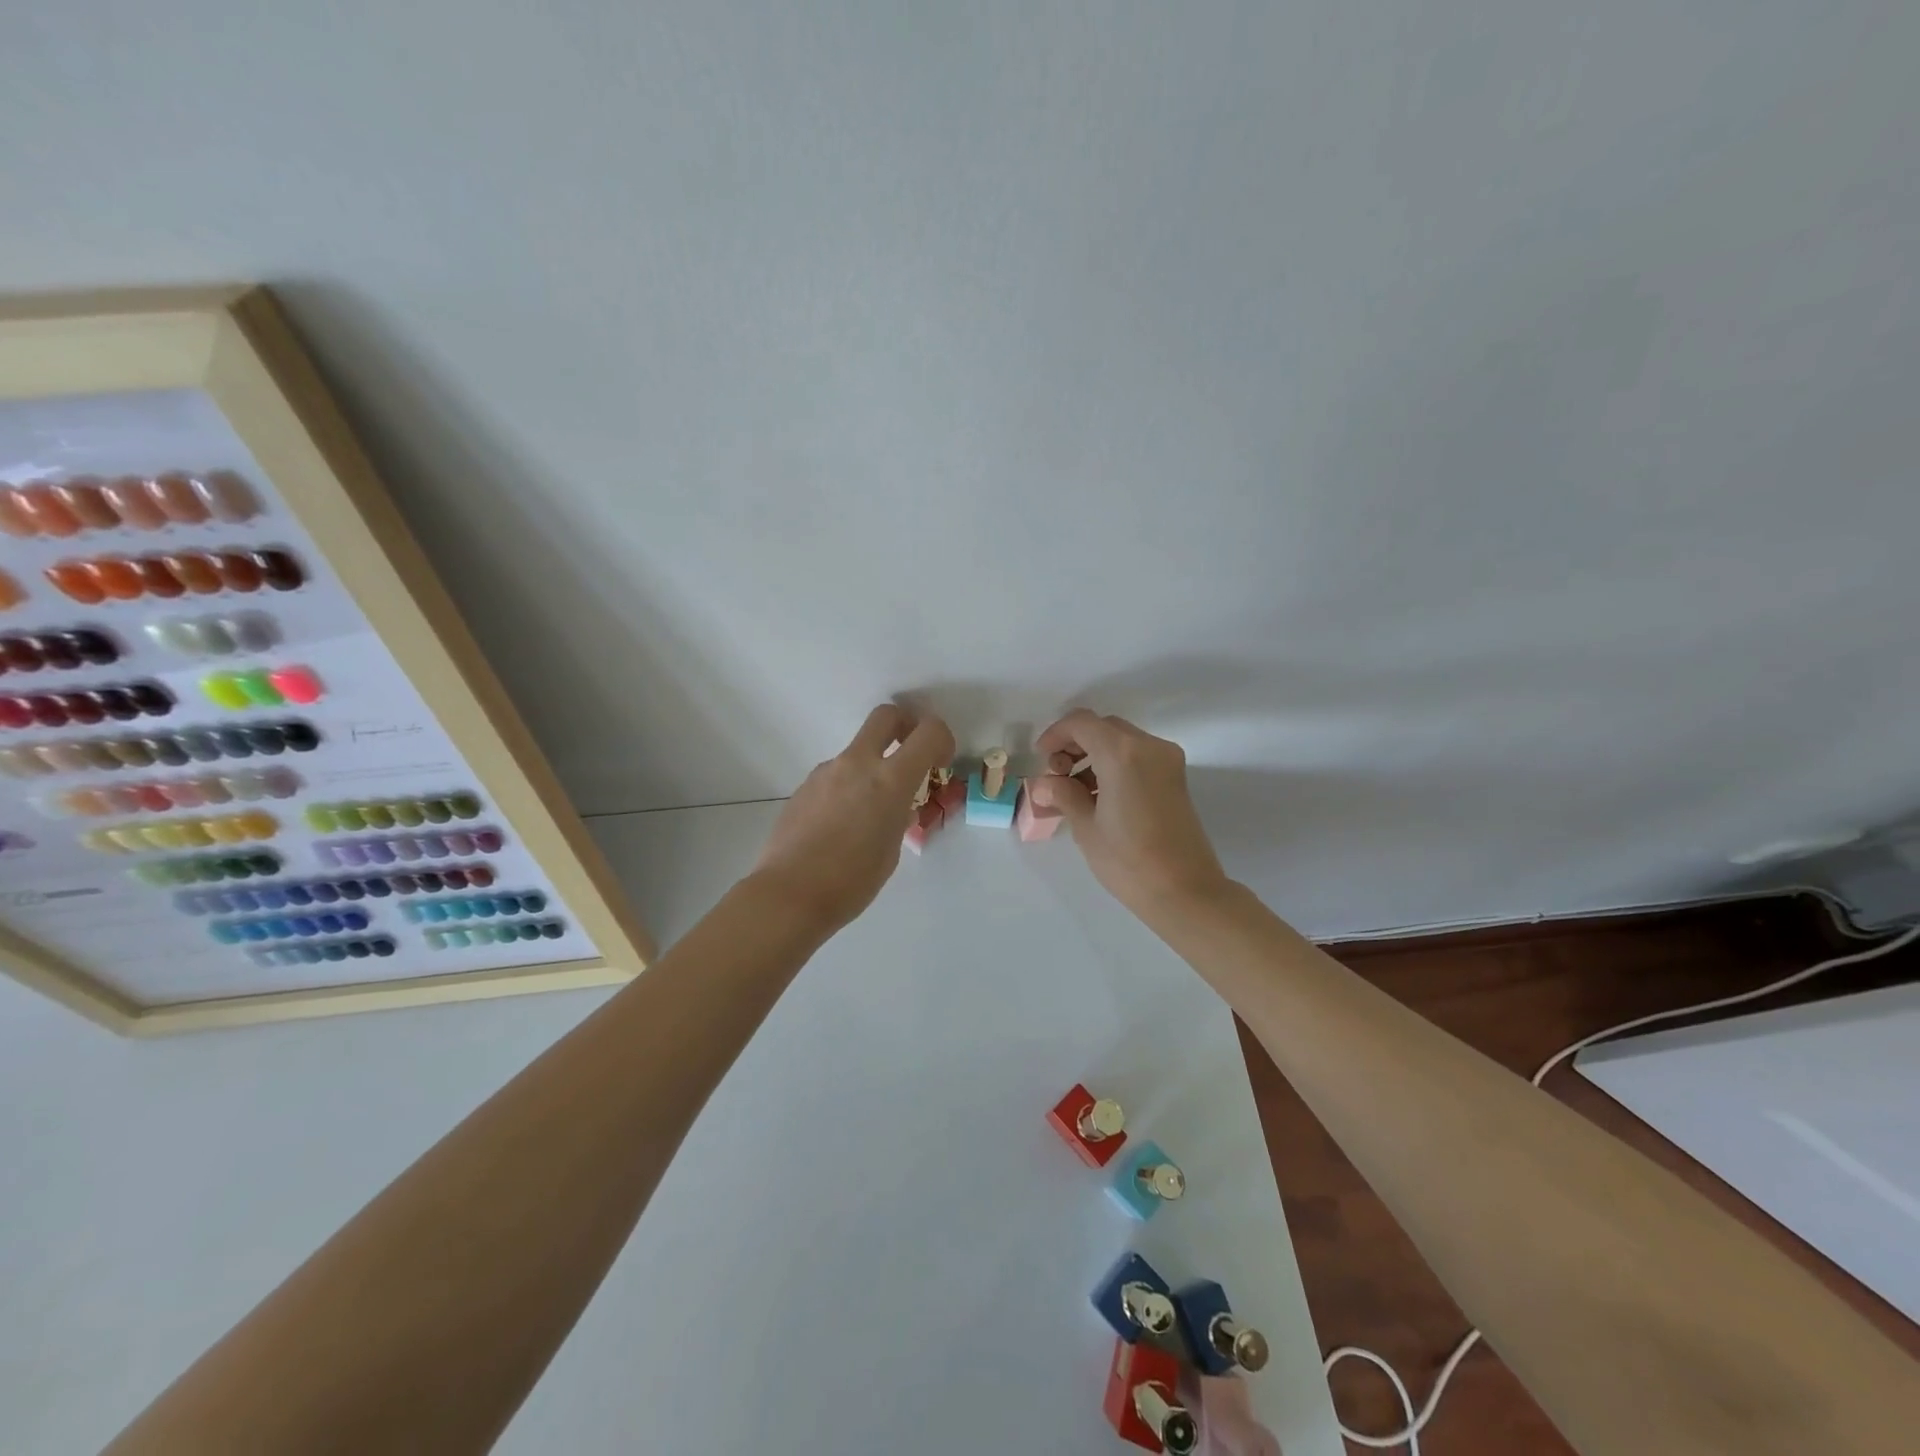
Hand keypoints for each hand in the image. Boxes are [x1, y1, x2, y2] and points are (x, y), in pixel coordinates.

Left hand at [749, 704, 955, 932]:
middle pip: (886, 715)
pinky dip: (848, 788)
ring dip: (872, 766)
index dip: (942, 738)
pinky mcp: (804, 787)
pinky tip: (840, 827)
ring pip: (857, 750)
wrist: (789, 894)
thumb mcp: (891, 849)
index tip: (940, 762)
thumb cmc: (852, 881)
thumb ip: (898, 816)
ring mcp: (826, 772)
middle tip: (910, 755)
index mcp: (889, 780)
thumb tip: (894, 807)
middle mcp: (857, 764)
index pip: (928, 732)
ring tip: (869, 815)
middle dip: (905, 725)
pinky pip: (836, 775)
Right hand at [1029, 710, 1229, 918]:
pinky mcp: (1175, 777)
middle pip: (1103, 727)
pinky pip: (1138, 756)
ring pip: (1121, 740)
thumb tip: (1045, 784)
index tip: (1041, 760)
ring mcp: (1167, 760)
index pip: (1081, 723)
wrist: (1185, 891)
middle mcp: (1149, 746)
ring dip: (1094, 754)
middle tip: (1056, 775)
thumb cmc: (1128, 860)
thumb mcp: (1086, 826)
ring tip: (1075, 790)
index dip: (1055, 735)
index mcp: (1122, 752)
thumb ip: (1063, 794)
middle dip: (1074, 744)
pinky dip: (1115, 764)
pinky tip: (1100, 795)